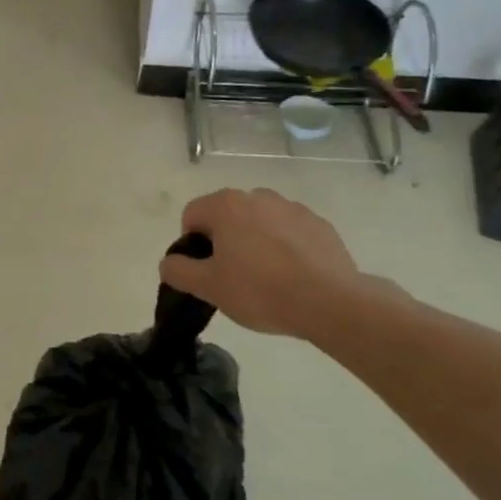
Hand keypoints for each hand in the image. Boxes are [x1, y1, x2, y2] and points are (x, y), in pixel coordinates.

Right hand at [160, 189, 377, 338]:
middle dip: (225, 241)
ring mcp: (292, 208)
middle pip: (227, 216)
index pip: (192, 216)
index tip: (206, 272)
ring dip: (256, 242)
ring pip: (260, 223)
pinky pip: (291, 233)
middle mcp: (257, 196)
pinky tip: (294, 277)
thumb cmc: (260, 290)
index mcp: (225, 205)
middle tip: (234, 277)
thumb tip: (169, 262)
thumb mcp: (207, 287)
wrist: (331, 303)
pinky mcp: (320, 225)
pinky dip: (286, 248)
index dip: (192, 245)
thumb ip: (178, 270)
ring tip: (267, 278)